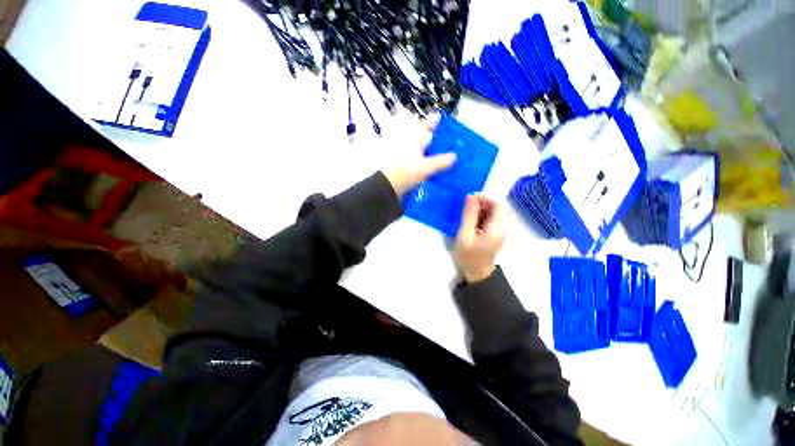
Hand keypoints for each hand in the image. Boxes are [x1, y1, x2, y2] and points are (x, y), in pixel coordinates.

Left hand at [383, 115, 456, 196]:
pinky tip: (433, 171)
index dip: (433, 121)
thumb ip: (440, 162)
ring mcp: (406, 157)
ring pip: (421, 152)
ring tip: (445, 159)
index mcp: (414, 140)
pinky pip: (418, 163)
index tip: (442, 121)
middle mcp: (409, 146)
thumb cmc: (405, 172)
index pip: (425, 125)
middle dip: (435, 140)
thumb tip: (454, 156)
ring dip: (431, 154)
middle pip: (424, 139)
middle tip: (449, 144)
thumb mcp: (426, 167)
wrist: (388, 187)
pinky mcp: (404, 168)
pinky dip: (426, 164)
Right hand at [454, 195, 505, 282]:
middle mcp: (502, 227)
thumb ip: (469, 214)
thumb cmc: (468, 256)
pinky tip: (471, 222)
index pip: (498, 204)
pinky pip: (490, 220)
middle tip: (465, 209)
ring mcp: (500, 231)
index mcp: (497, 227)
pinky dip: (481, 217)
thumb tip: (471, 195)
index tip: (469, 200)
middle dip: (481, 204)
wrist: (475, 274)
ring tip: (466, 216)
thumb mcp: (465, 234)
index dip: (484, 198)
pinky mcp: (495, 234)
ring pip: (493, 213)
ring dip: (480, 210)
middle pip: (496, 208)